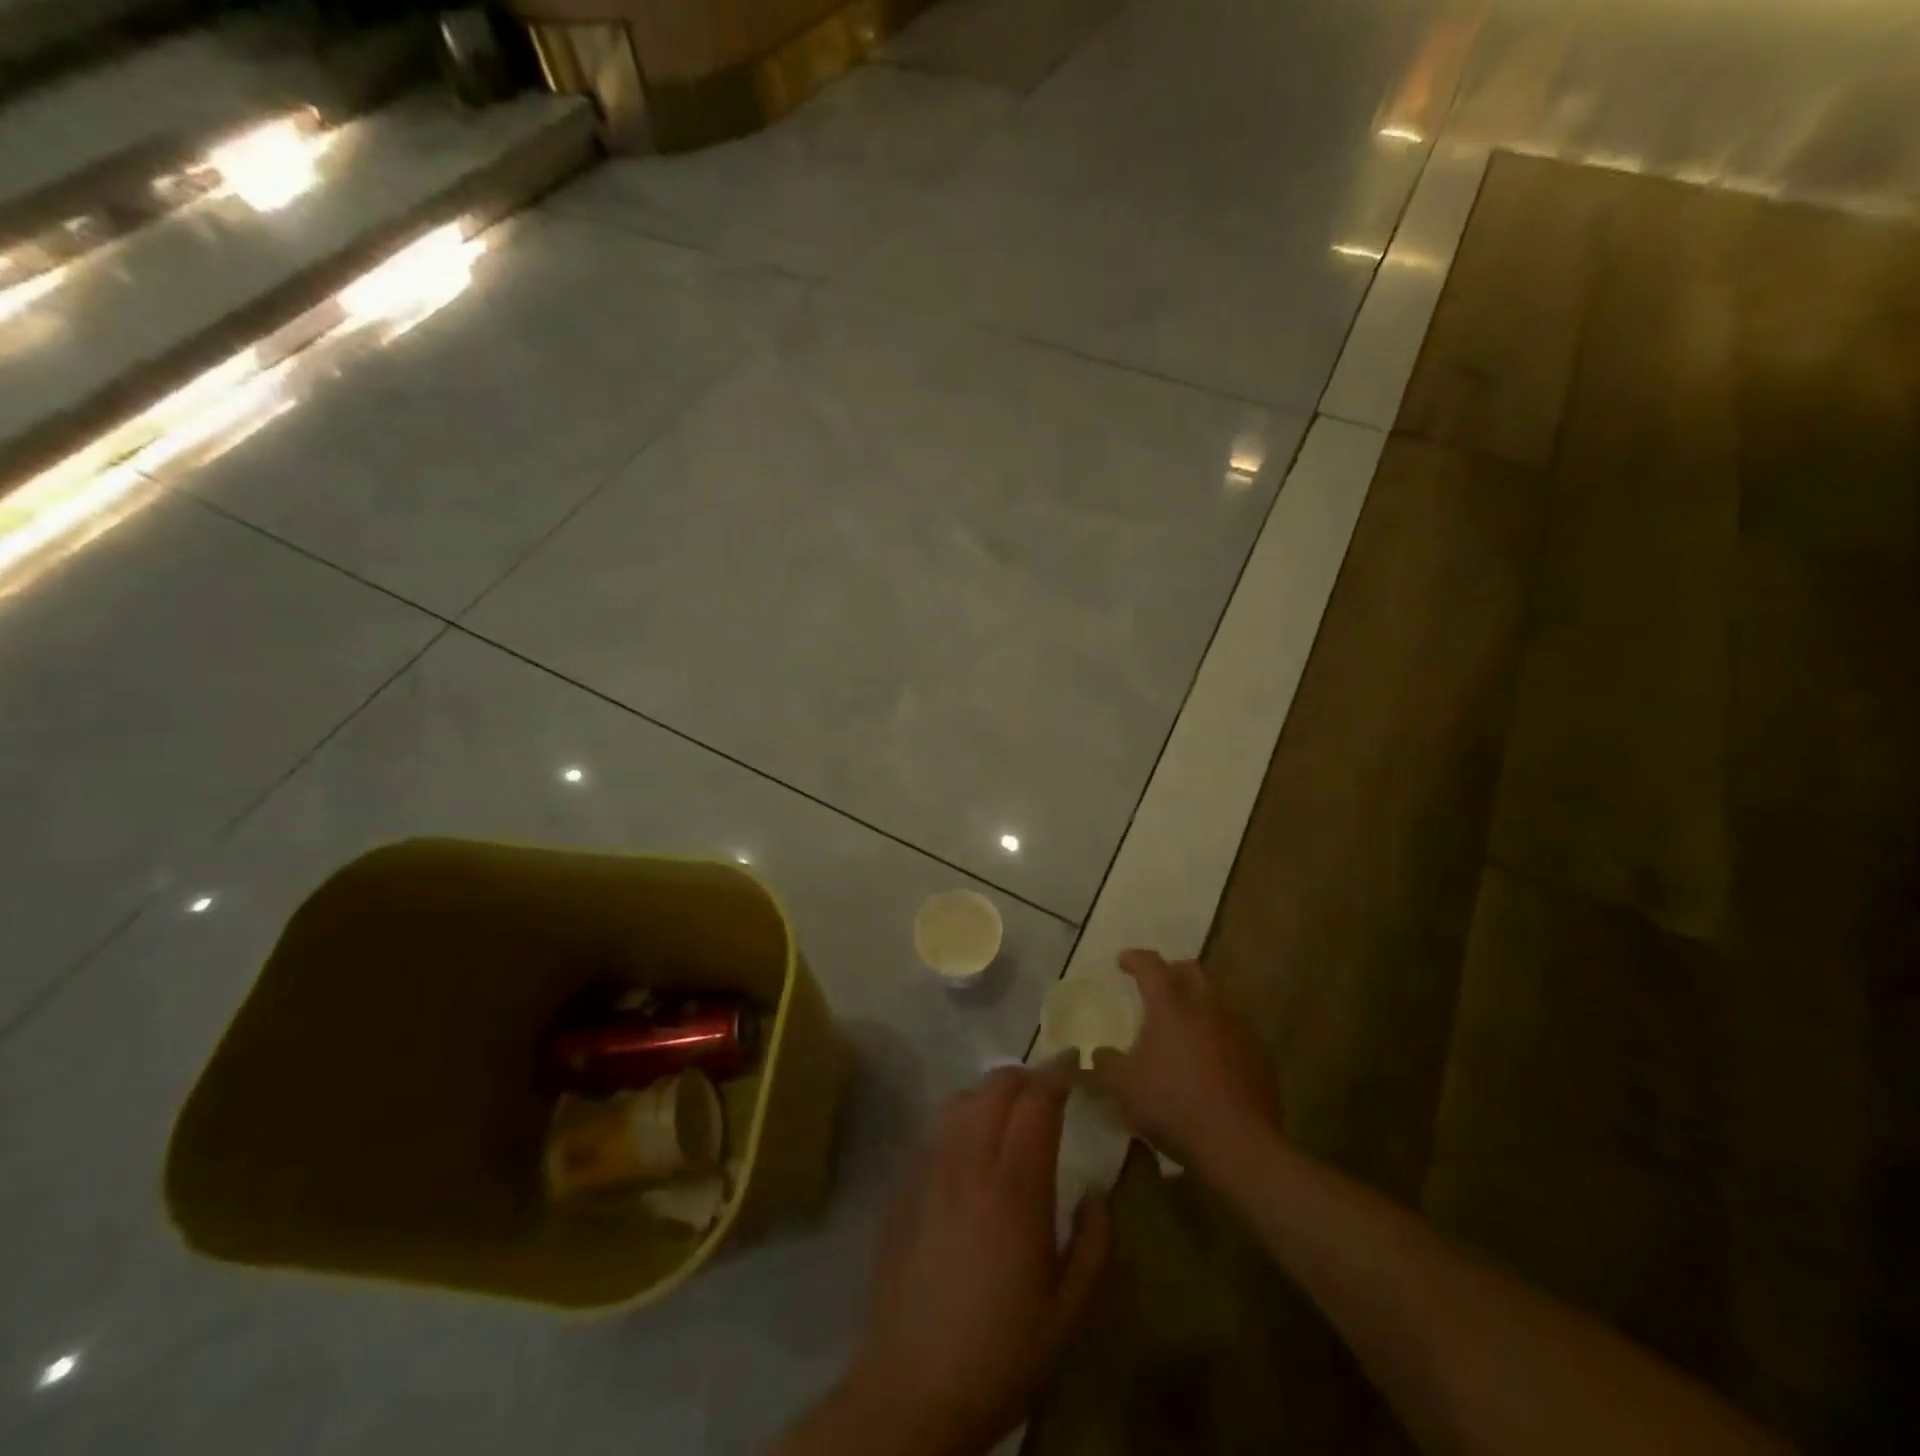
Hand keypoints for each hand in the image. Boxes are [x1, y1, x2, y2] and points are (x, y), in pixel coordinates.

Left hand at [843, 1066, 1111, 1455]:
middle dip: (1025, 1075)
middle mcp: (968, 1163)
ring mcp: (929, 1172)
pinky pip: (936, 1131)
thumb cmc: (1002, 1353)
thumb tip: (1096, 1191)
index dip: (1057, 1074)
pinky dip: (961, 1119)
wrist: (912, 1389)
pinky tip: (971, 1149)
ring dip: (990, 1092)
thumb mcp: (1070, 1312)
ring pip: (960, 1101)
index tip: (1074, 1062)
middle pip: (995, 1087)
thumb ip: (1095, 1244)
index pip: (1036, 1102)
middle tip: (1048, 1087)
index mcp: (1014, 1187)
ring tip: (1010, 1111)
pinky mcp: (904, 1188)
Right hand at [1093, 949, 1279, 1174]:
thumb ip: (1106, 1064)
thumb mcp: (1123, 1087)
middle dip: (1172, 972)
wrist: (1238, 1144)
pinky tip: (1210, 1059)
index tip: (1122, 962)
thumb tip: (1101, 1053)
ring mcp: (1238, 1028)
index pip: (1150, 965)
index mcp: (1170, 1003)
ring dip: (1198, 1003)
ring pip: (1216, 999)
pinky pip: (1234, 1031)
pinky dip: (1218, 1033)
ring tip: (1183, 1024)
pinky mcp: (1260, 1055)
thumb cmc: (1172, 1104)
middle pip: (1191, 971)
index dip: (1134, 959)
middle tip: (1157, 987)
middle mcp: (1206, 1005)